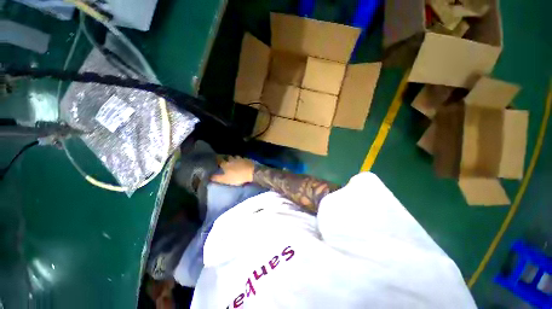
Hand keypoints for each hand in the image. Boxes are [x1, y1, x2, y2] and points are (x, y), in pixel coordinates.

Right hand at [210, 156, 254, 185]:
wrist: (251, 172)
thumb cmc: (237, 177)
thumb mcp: (225, 180)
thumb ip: (217, 178)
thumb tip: (208, 176)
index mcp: (226, 164)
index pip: (220, 160)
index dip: (217, 159)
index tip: (216, 158)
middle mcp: (232, 160)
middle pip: (228, 157)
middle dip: (227, 158)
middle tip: (227, 161)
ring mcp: (240, 158)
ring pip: (236, 156)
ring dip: (234, 158)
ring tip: (235, 161)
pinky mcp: (247, 159)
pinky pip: (242, 158)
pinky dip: (241, 159)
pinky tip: (242, 161)